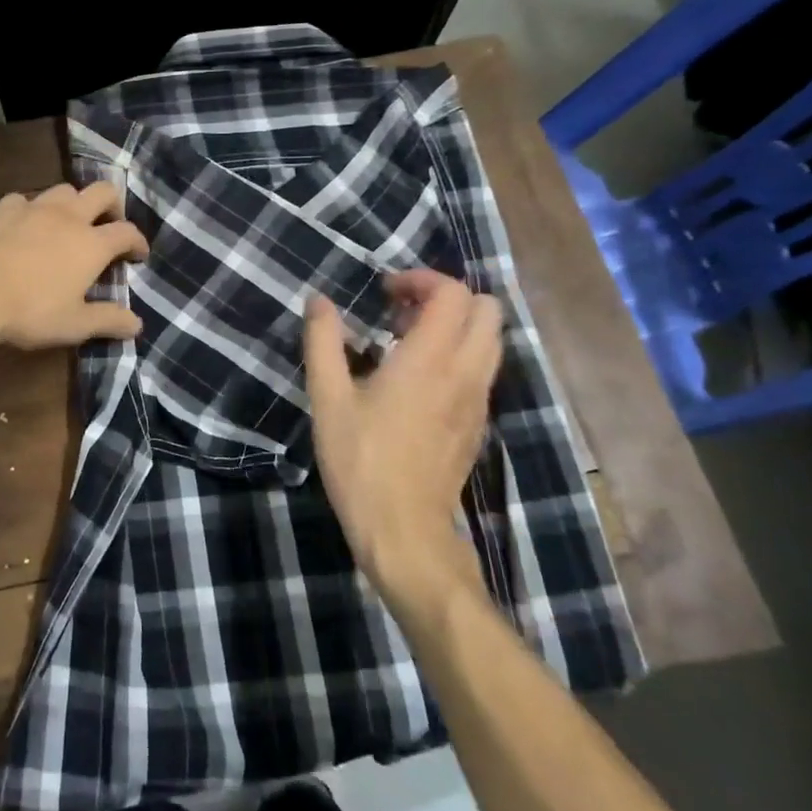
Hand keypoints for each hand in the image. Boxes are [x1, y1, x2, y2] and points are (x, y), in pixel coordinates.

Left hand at [0, 182, 148, 350]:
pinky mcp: (1, 209)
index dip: (138, 241)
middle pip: (102, 192)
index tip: (138, 255)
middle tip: (109, 225)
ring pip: (64, 190)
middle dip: (113, 204)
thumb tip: (137, 324)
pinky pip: (24, 200)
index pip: (127, 232)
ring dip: (73, 203)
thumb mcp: (74, 325)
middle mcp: (68, 216)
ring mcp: (33, 208)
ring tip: (67, 223)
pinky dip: (32, 209)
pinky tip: (24, 225)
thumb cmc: (29, 312)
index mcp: (92, 244)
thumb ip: (108, 320)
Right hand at [303, 269, 502, 616]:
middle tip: (401, 312)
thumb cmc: (360, 461)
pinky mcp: (479, 424)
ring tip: (408, 343)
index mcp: (429, 360)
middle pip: (487, 309)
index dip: (421, 279)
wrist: (404, 531)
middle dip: (446, 297)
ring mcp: (479, 400)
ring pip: (492, 340)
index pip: (453, 293)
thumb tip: (318, 301)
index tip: (385, 292)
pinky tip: (419, 381)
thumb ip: (323, 342)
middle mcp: (466, 372)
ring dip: (457, 326)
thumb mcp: (328, 399)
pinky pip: (484, 370)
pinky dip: (460, 355)